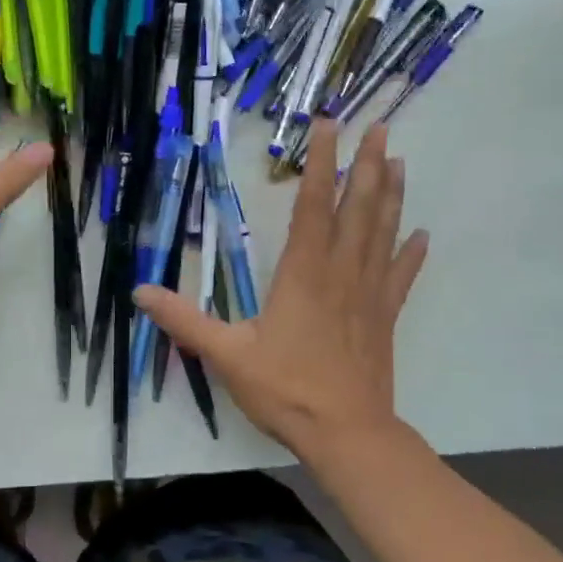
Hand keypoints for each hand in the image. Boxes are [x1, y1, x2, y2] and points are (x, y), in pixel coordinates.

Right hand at [136, 121, 424, 456]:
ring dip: (391, 196)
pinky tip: (423, 235)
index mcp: (303, 273)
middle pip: (358, 209)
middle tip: (381, 129)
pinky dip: (411, 253)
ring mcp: (368, 295)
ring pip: (383, 234)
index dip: (320, 164)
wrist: (346, 434)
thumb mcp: (225, 354)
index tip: (328, 127)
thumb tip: (140, 291)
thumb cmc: (285, 390)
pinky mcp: (383, 318)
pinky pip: (401, 276)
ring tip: (401, 161)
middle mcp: (340, 273)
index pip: (312, 205)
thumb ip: (183, 320)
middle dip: (368, 166)